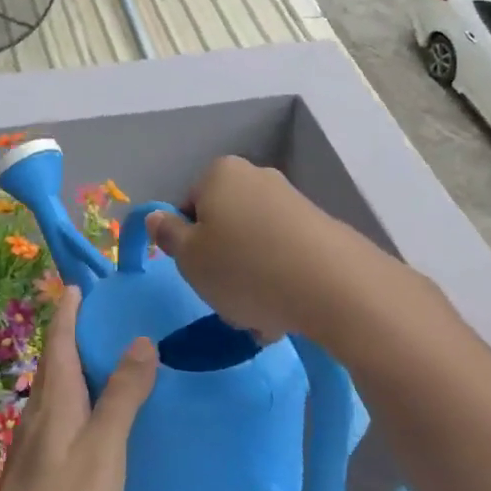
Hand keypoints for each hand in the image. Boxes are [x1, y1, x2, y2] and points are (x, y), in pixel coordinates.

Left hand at [0, 287, 157, 490]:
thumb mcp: (104, 448)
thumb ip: (122, 395)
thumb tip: (142, 339)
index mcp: (56, 397)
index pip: (60, 338)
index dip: (69, 309)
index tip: (79, 283)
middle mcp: (41, 409)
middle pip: (56, 358)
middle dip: (74, 330)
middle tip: (106, 312)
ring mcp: (37, 438)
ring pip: (58, 386)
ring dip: (77, 362)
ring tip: (108, 354)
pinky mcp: (40, 463)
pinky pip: (62, 410)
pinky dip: (80, 394)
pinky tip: (97, 412)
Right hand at [147, 155, 370, 342]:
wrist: (333, 286)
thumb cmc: (244, 268)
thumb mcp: (189, 258)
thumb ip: (168, 235)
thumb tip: (157, 217)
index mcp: (220, 174)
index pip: (188, 206)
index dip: (187, 243)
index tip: (197, 273)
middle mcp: (257, 177)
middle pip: (224, 225)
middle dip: (222, 262)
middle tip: (226, 298)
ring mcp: (293, 201)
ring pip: (255, 245)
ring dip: (251, 278)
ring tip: (260, 316)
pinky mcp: (321, 228)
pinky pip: (285, 257)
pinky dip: (280, 281)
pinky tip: (285, 313)